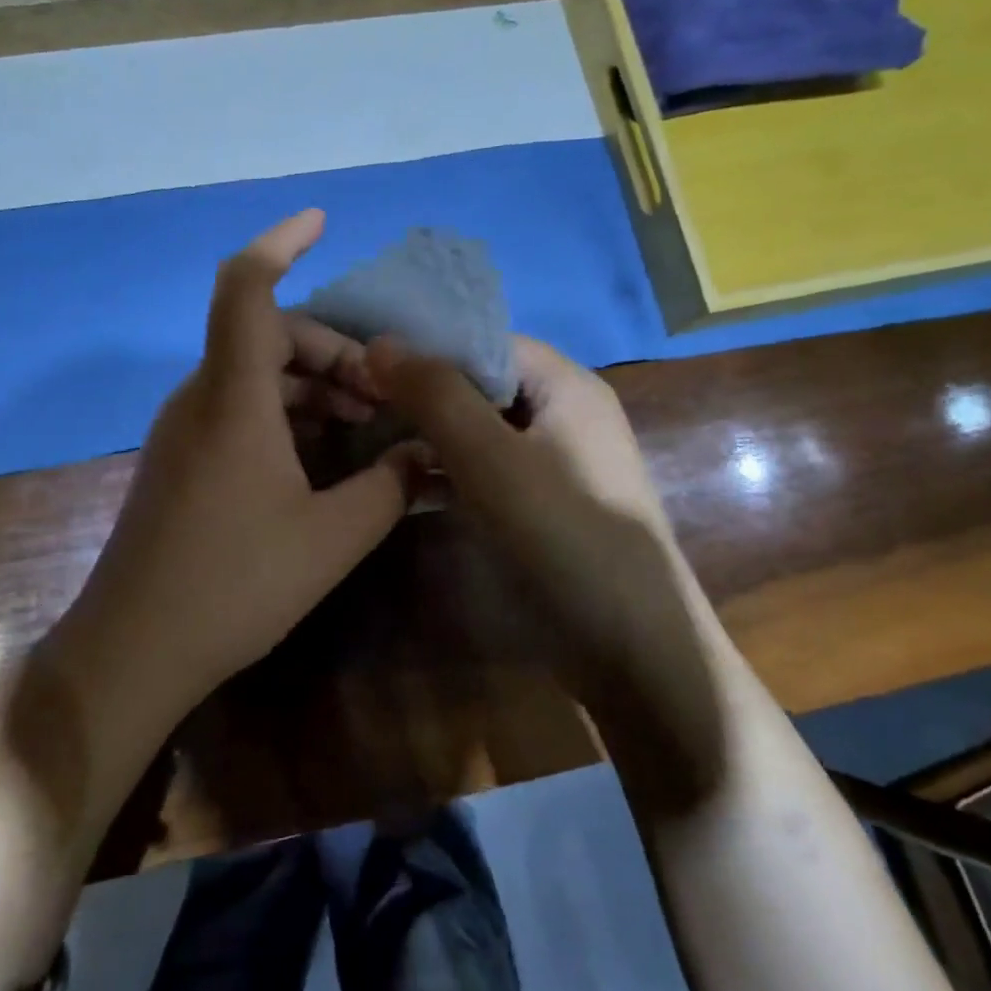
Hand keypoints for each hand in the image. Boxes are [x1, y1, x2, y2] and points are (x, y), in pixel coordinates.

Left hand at [65, 210, 415, 711]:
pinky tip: (321, 456)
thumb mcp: (332, 537)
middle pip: (266, 333)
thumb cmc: (235, 586)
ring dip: (312, 385)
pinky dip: (285, 412)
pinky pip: (238, 408)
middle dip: (333, 349)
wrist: (133, 648)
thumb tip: (428, 451)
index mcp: (233, 397)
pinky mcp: (180, 459)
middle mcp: (201, 398)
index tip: (321, 222)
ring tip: (364, 425)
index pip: (247, 288)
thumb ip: (391, 485)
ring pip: (254, 373)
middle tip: (382, 395)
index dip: (281, 241)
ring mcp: (184, 429)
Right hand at [367, 335, 723, 786]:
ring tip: (367, 437)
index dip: (427, 344)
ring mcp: (555, 464)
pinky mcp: (543, 507)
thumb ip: (435, 395)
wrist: (633, 649)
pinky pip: (487, 472)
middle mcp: (565, 414)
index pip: (486, 340)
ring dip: (430, 434)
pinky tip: (402, 484)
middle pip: (482, 384)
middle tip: (357, 401)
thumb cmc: (562, 536)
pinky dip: (448, 473)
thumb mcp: (490, 458)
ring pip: (480, 431)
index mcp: (566, 385)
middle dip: (423, 391)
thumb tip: (379, 341)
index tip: (365, 358)